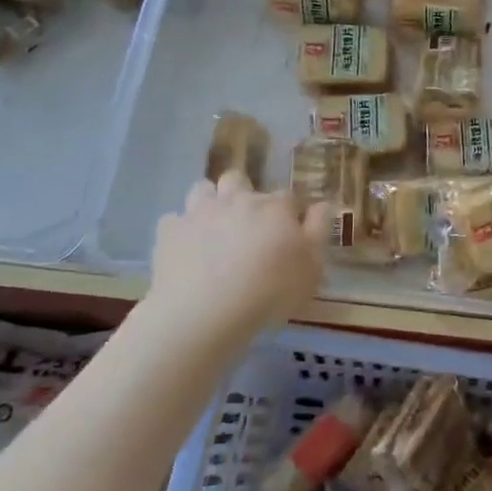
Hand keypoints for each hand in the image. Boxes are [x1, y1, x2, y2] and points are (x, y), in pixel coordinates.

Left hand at [142, 172, 326, 350]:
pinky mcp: (169, 232)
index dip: (290, 212)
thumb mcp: (312, 267)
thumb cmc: (270, 291)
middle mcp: (237, 199)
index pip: (288, 197)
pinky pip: (173, 220)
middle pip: (239, 178)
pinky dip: (181, 230)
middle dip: (243, 192)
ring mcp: (199, 212)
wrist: (205, 312)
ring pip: (202, 189)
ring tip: (214, 227)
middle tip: (248, 222)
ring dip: (210, 201)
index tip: (291, 232)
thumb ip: (319, 230)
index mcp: (274, 207)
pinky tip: (186, 249)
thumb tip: (322, 204)